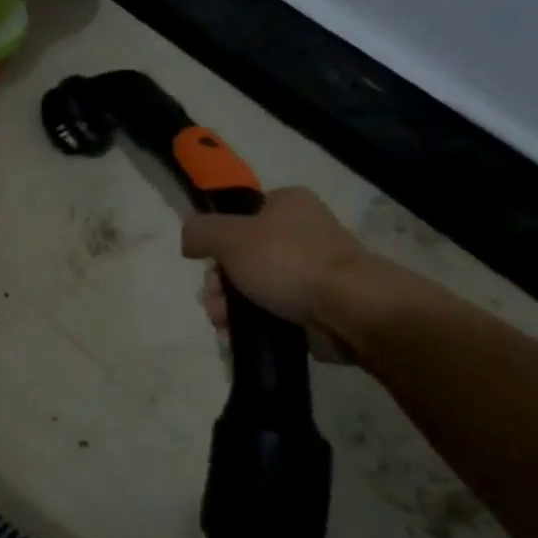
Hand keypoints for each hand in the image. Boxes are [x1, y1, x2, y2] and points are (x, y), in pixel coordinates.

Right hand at [182, 187, 375, 363]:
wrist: (348, 309)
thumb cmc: (287, 261)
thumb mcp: (230, 237)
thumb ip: (200, 231)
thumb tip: (189, 240)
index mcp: (289, 203)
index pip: (243, 215)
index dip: (219, 240)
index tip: (207, 263)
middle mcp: (304, 231)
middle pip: (244, 255)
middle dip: (220, 281)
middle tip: (213, 299)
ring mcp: (314, 270)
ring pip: (256, 285)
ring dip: (231, 304)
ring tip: (223, 322)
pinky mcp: (320, 304)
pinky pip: (276, 310)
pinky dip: (255, 321)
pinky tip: (239, 333)